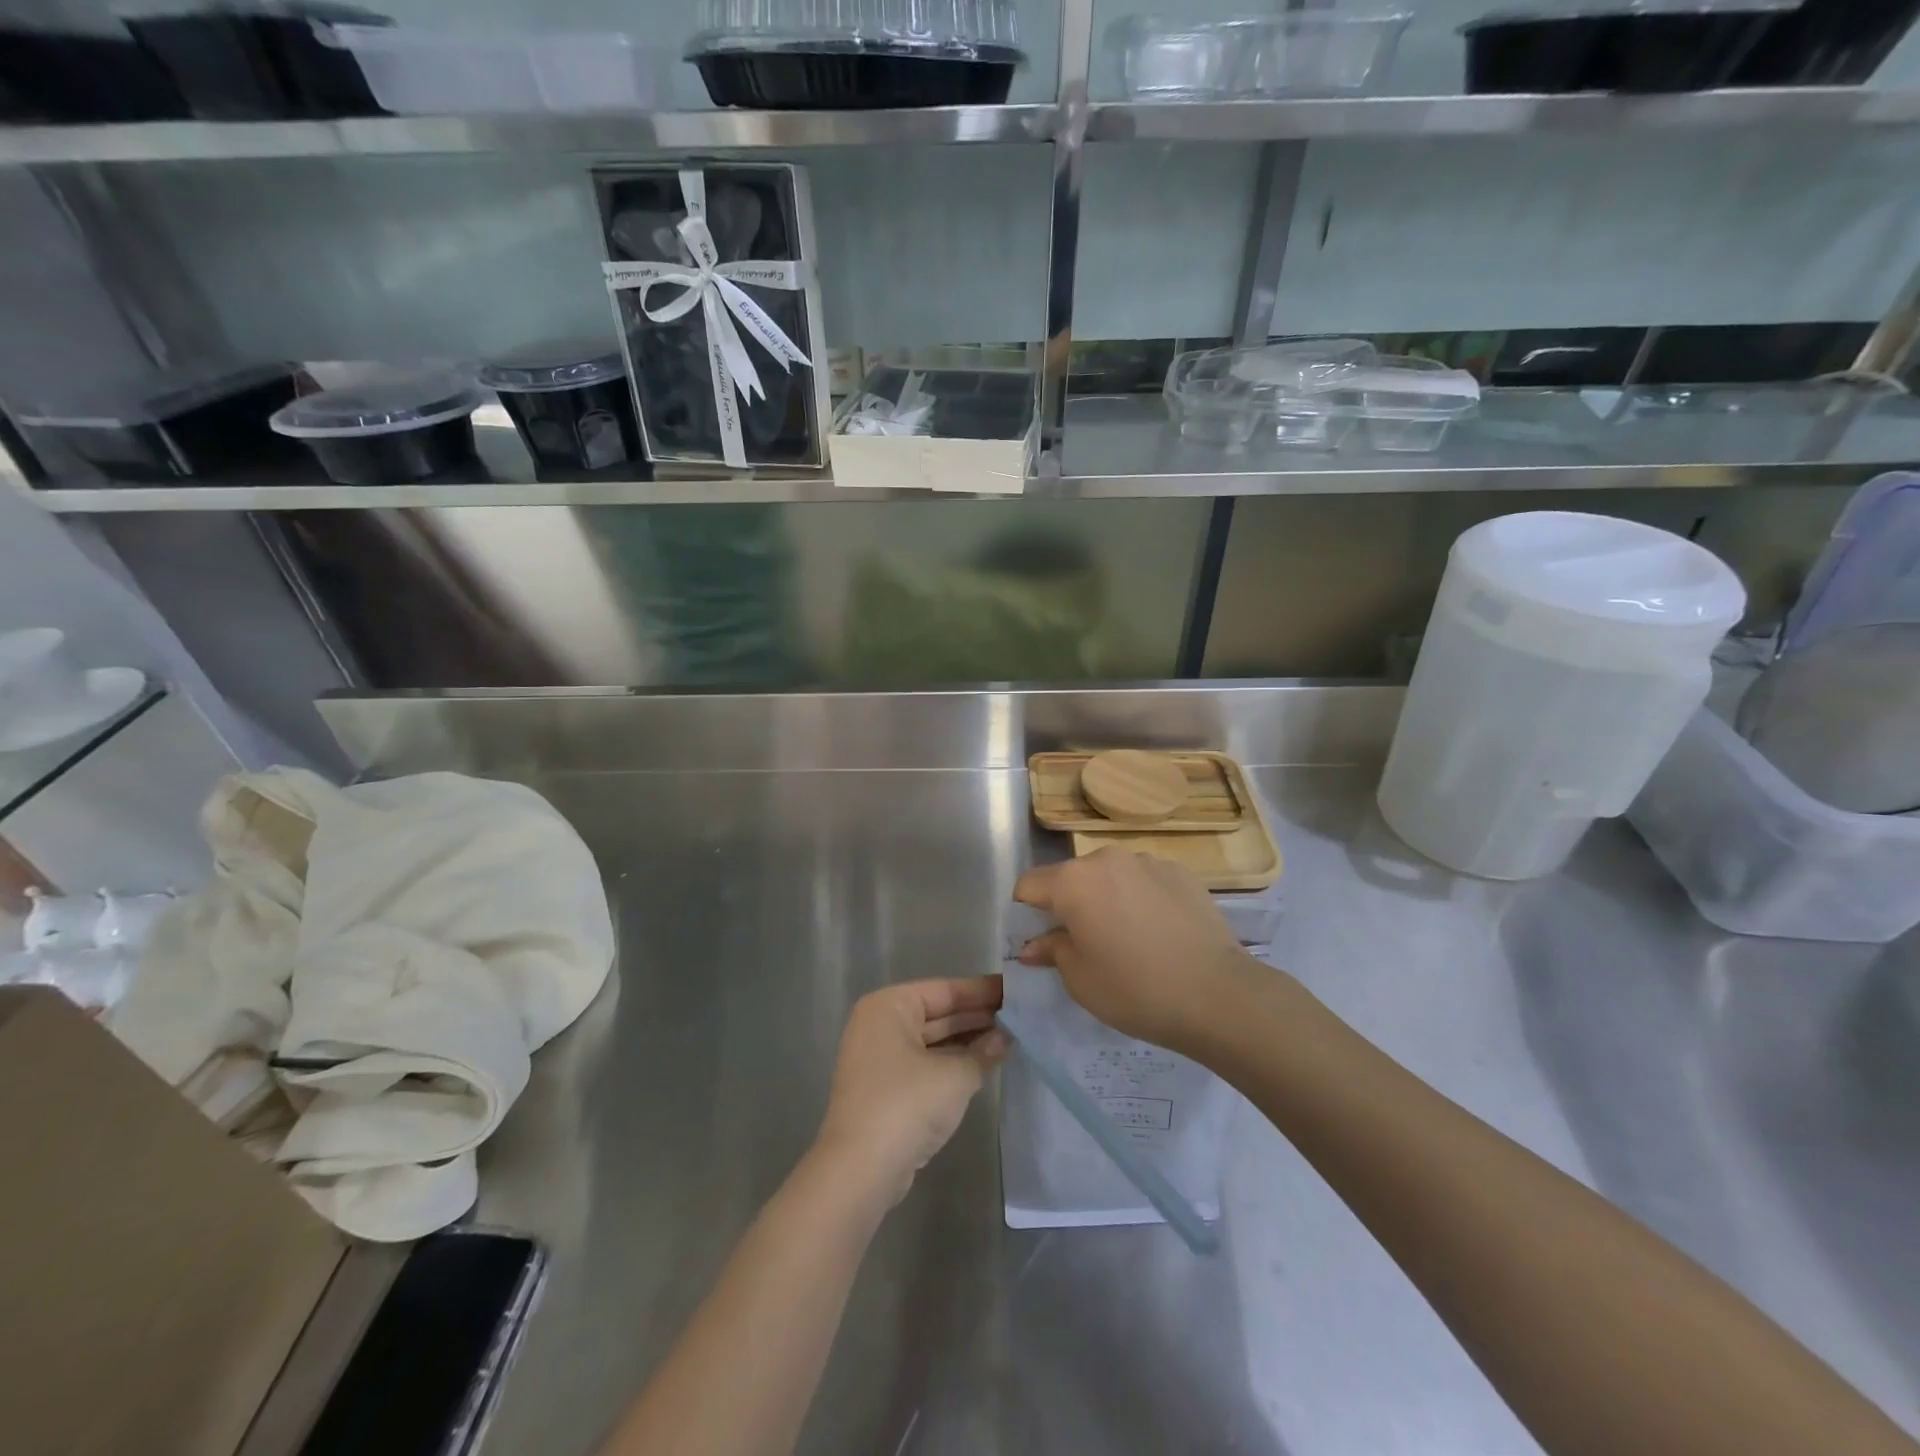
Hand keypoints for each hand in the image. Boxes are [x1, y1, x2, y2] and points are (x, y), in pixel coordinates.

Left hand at [813, 976, 1008, 1205]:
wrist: (860, 1169)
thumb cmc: (907, 1104)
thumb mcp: (955, 1075)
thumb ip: (983, 1052)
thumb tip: (1005, 1037)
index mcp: (889, 1006)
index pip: (945, 990)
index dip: (982, 991)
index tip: (1015, 990)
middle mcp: (880, 1025)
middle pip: (937, 1014)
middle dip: (977, 1017)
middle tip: (1020, 1015)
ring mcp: (880, 1059)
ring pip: (933, 1041)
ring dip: (968, 1042)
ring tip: (1010, 1038)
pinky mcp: (885, 1090)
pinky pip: (926, 1065)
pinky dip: (952, 1064)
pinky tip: (984, 1065)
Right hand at [1014, 848, 1260, 1052]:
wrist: (1217, 994)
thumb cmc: (1135, 989)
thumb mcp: (1080, 980)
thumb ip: (1051, 951)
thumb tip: (1034, 944)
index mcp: (1072, 881)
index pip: (1028, 885)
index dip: (1026, 914)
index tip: (1039, 942)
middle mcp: (1106, 858)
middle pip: (1071, 877)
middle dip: (1069, 905)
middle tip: (1084, 945)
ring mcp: (1147, 861)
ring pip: (1110, 877)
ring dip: (1107, 899)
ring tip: (1128, 940)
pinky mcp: (1181, 872)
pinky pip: (1144, 881)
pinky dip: (1141, 900)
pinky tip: (1160, 933)